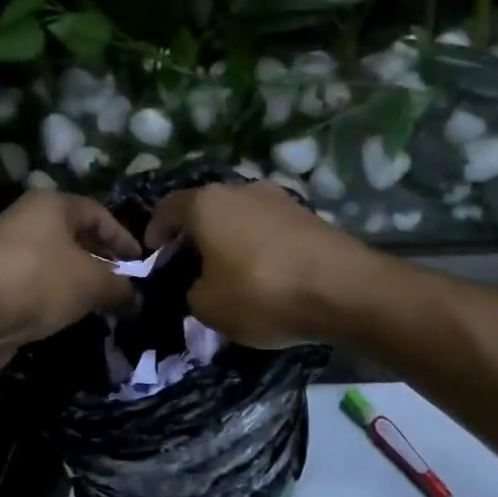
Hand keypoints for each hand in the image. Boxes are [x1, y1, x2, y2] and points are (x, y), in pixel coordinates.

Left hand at [0, 192, 140, 371]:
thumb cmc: (39, 281)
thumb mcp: (92, 283)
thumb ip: (120, 288)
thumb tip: (136, 299)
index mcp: (52, 205)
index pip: (98, 214)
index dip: (124, 237)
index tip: (142, 263)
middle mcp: (27, 221)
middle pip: (75, 237)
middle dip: (103, 261)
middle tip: (125, 285)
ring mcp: (7, 252)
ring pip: (56, 263)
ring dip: (81, 282)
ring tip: (103, 305)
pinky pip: (38, 285)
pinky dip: (58, 297)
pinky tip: (71, 316)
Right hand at [145, 182, 382, 347]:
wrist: (343, 289)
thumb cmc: (262, 293)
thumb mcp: (209, 307)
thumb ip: (192, 292)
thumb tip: (201, 285)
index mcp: (207, 203)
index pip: (167, 208)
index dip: (155, 232)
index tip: (153, 255)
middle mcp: (242, 189)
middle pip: (207, 209)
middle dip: (196, 236)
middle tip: (191, 266)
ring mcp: (280, 198)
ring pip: (241, 217)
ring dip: (231, 239)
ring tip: (230, 271)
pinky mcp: (309, 214)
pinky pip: (270, 229)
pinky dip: (260, 246)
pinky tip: (266, 272)